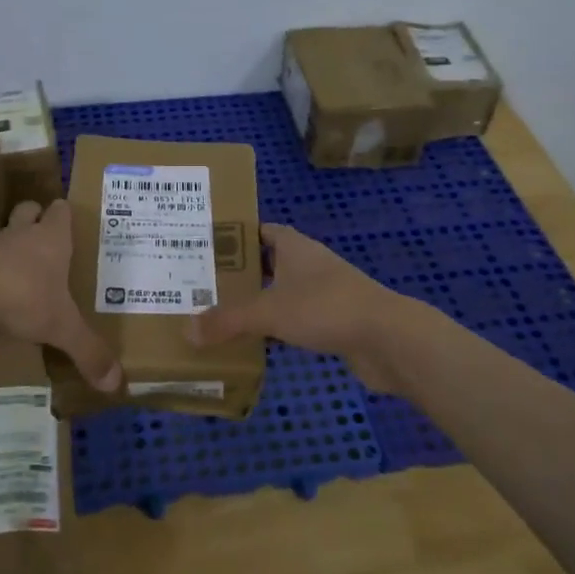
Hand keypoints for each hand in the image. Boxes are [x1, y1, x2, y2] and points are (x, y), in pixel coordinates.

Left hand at [0, 200, 121, 390]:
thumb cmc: (20, 298)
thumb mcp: (61, 328)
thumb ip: (88, 352)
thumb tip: (115, 382)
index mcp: (50, 239)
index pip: (60, 210)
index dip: (66, 214)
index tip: (74, 223)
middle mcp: (20, 236)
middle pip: (28, 211)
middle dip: (37, 221)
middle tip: (49, 244)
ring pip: (4, 238)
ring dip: (13, 251)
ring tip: (26, 276)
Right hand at [187, 224, 419, 392]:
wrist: (387, 339)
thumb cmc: (326, 308)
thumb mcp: (269, 311)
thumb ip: (227, 320)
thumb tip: (187, 330)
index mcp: (295, 247)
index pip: (261, 231)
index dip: (236, 236)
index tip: (205, 247)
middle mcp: (309, 264)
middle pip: (268, 263)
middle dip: (240, 273)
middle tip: (202, 285)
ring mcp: (324, 294)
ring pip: (282, 293)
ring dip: (258, 303)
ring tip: (219, 314)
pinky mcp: (334, 322)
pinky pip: (296, 320)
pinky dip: (276, 328)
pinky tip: (254, 343)